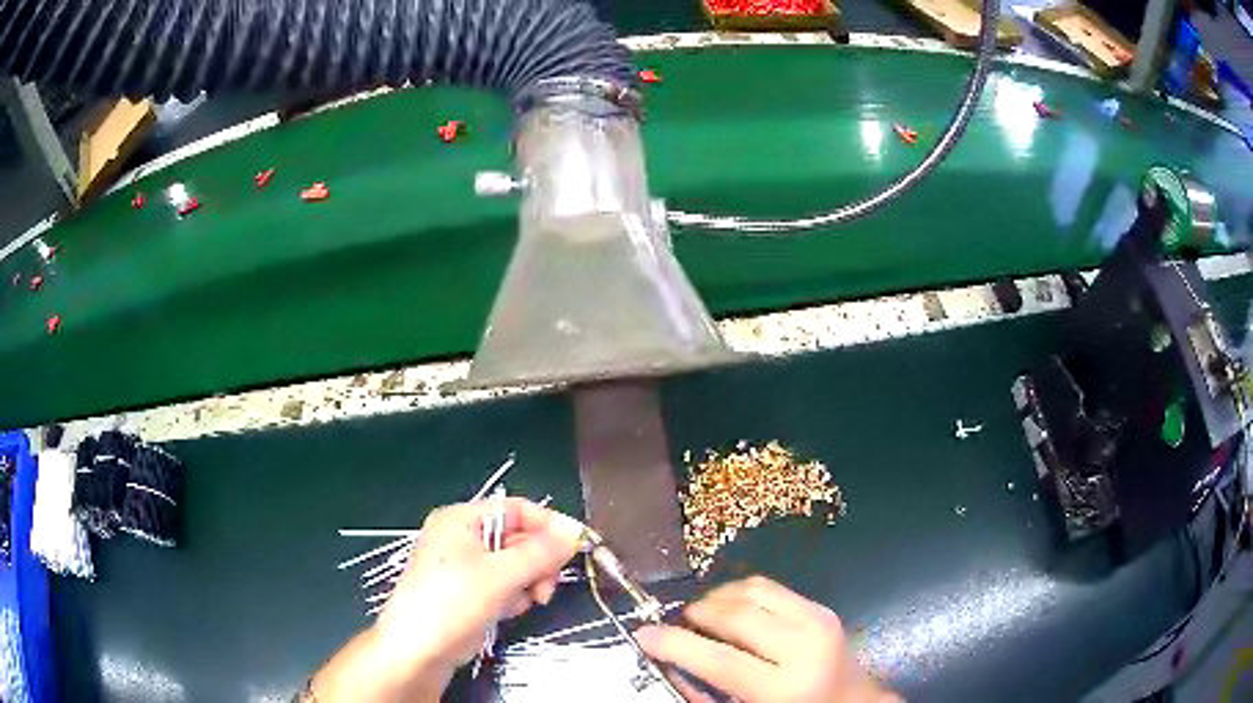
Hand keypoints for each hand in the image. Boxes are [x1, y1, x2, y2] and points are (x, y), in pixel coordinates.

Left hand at [311, 497, 582, 701]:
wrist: (418, 648)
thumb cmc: (454, 600)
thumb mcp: (501, 574)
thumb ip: (541, 552)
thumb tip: (575, 531)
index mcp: (462, 519)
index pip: (516, 509)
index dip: (548, 525)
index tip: (576, 546)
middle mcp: (462, 536)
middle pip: (517, 537)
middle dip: (538, 561)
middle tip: (547, 586)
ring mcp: (463, 566)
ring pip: (513, 564)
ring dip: (528, 581)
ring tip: (529, 601)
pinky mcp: (467, 592)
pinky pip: (502, 584)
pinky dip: (513, 595)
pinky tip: (509, 611)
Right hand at [636, 576, 899, 702]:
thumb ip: (706, 691)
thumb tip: (668, 659)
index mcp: (783, 688)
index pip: (719, 660)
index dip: (675, 643)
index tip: (643, 633)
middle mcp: (804, 648)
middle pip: (735, 616)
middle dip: (695, 614)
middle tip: (674, 623)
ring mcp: (817, 621)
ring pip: (751, 592)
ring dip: (716, 599)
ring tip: (699, 616)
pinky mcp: (821, 607)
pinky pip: (769, 586)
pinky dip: (739, 592)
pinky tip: (728, 608)